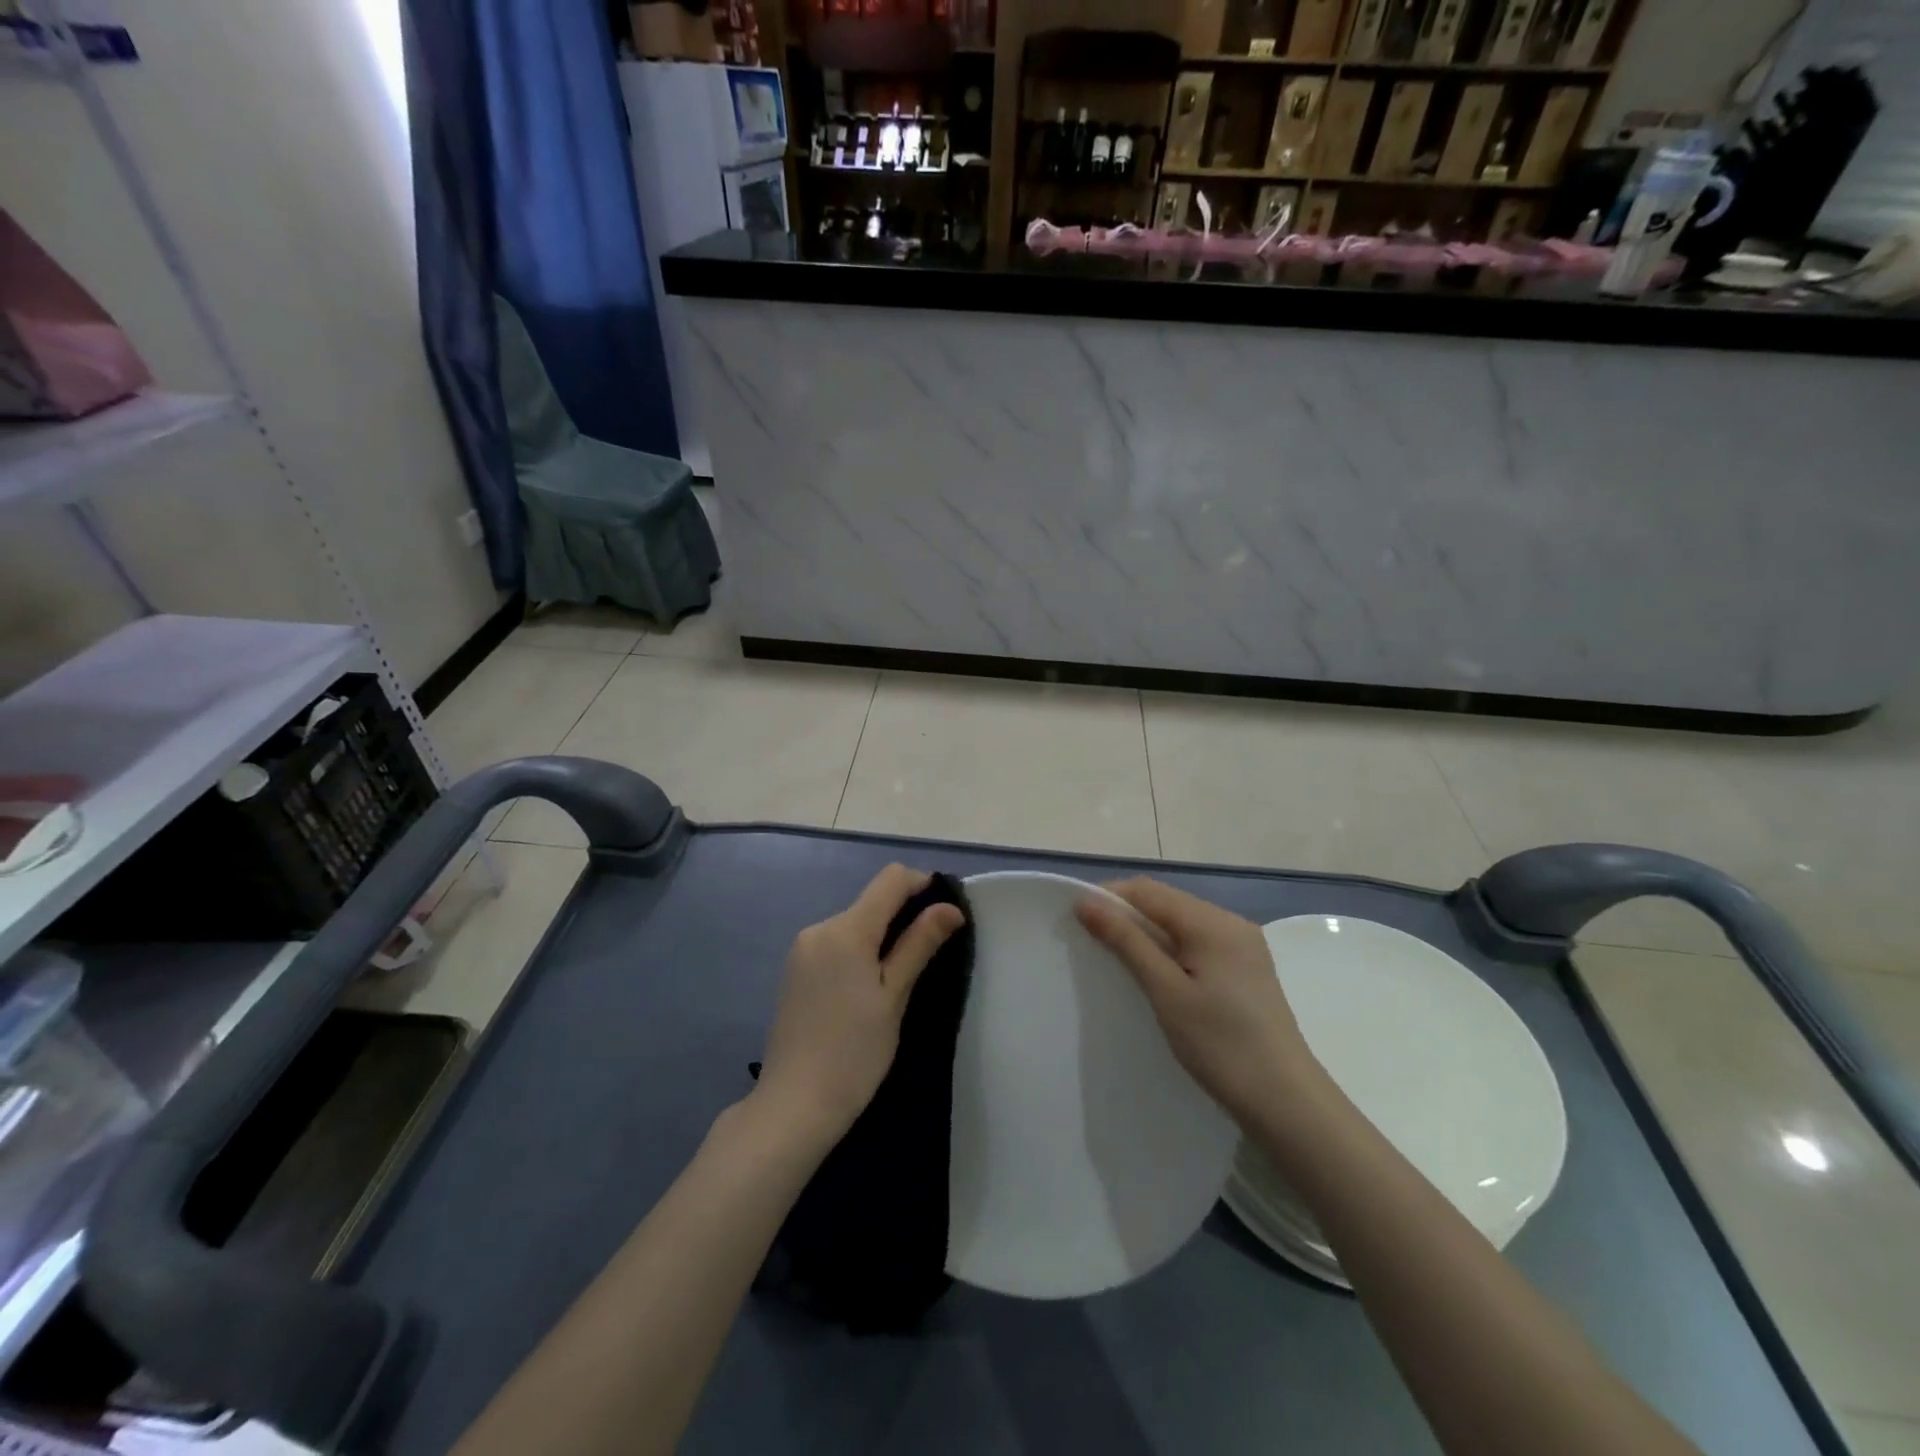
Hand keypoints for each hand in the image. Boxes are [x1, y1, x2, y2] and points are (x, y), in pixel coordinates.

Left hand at [754, 865, 964, 1150]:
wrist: (793, 1106)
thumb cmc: (854, 1054)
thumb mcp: (894, 997)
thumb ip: (919, 944)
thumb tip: (950, 907)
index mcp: (846, 929)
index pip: (891, 879)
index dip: (923, 885)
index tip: (945, 916)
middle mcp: (819, 928)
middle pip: (872, 901)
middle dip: (904, 916)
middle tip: (930, 956)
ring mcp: (802, 949)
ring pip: (854, 923)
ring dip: (881, 936)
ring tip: (901, 979)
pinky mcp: (795, 969)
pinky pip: (836, 943)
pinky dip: (859, 951)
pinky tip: (868, 989)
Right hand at [1076, 878, 1322, 1126]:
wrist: (1287, 1102)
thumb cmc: (1221, 1045)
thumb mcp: (1166, 991)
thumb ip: (1127, 942)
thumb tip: (1086, 902)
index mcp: (1212, 922)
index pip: (1148, 891)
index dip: (1109, 898)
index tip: (1077, 921)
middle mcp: (1231, 922)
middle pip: (1166, 902)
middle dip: (1127, 914)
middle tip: (1093, 942)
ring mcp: (1243, 945)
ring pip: (1182, 922)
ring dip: (1147, 932)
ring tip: (1118, 959)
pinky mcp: (1247, 968)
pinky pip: (1198, 941)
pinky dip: (1171, 948)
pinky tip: (1157, 974)